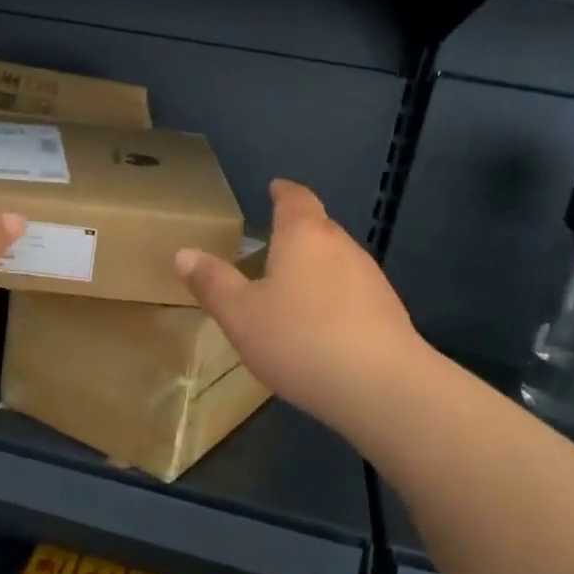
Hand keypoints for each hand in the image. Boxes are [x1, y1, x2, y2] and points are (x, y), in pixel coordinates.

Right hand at [176, 179, 422, 432]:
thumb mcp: (240, 314)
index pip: (295, 199)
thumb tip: (184, 253)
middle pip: (319, 226)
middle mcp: (342, 246)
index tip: (275, 187)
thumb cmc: (299, 339)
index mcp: (304, 236)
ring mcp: (371, 278)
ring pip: (338, 259)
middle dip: (298, 230)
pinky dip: (334, 295)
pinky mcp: (389, 311)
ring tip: (294, 284)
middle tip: (274, 241)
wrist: (381, 386)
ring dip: (317, 265)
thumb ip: (213, 282)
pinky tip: (322, 322)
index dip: (283, 192)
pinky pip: (353, 291)